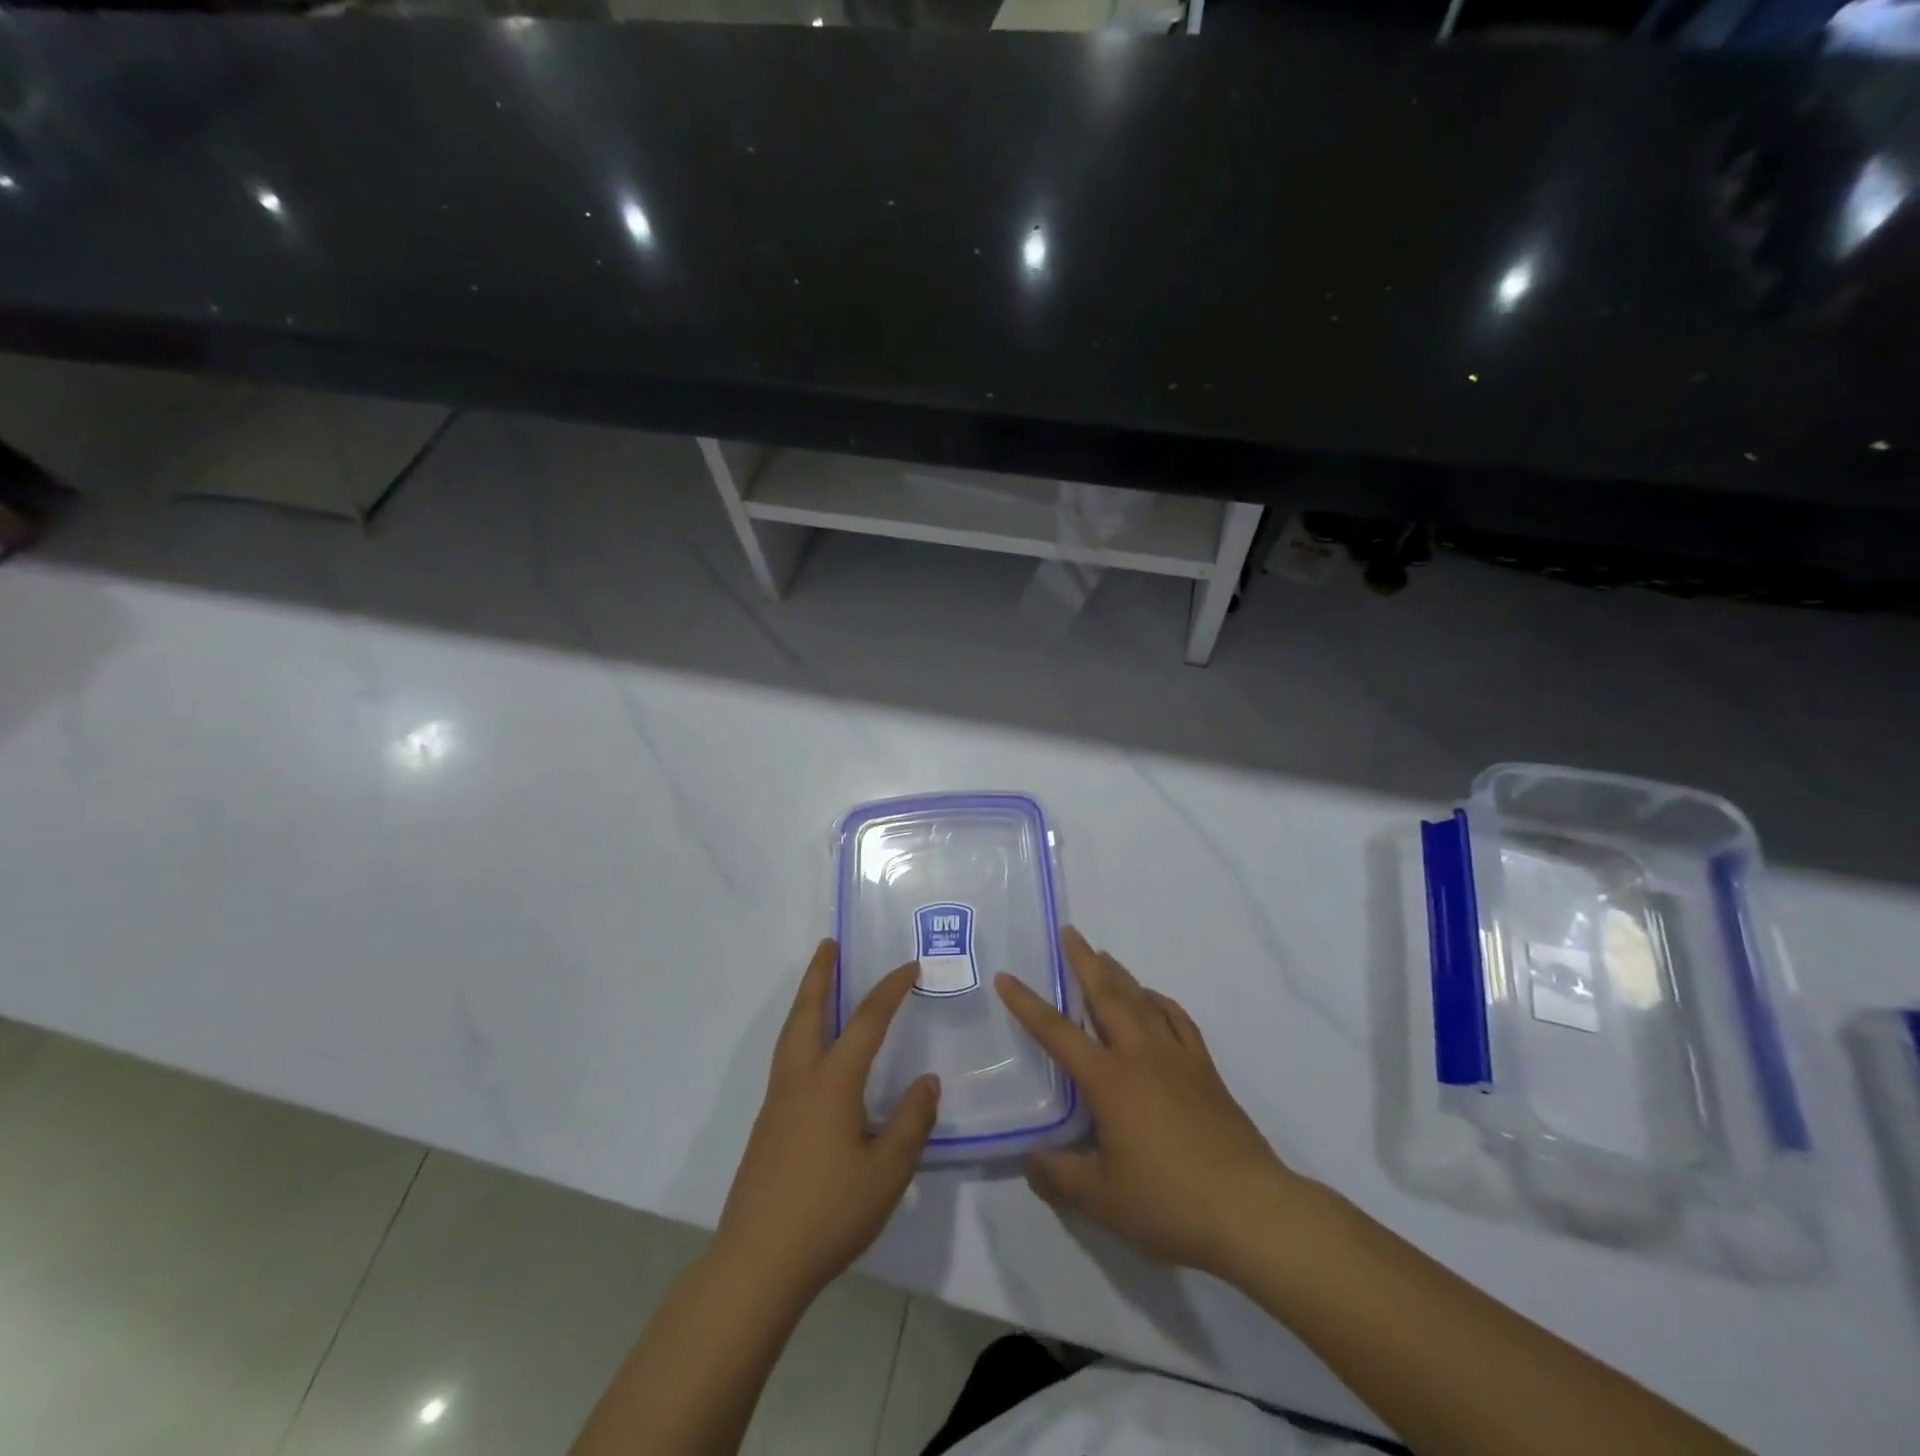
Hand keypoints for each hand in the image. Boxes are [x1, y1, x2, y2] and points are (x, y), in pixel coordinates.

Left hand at [715, 939, 939, 1303]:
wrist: (757, 1263)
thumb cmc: (829, 1212)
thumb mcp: (887, 1171)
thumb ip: (911, 1121)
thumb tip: (927, 1081)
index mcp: (832, 1081)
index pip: (866, 1020)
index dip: (890, 989)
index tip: (910, 967)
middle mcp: (800, 1079)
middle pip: (808, 1011)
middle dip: (820, 974)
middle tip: (829, 944)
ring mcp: (777, 1101)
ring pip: (791, 1033)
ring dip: (806, 1000)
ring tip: (818, 985)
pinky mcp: (767, 1125)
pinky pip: (786, 1058)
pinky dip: (800, 1032)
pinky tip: (812, 1055)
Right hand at [995, 928, 1307, 1282]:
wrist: (1249, 1208)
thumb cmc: (1168, 1201)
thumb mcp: (1102, 1199)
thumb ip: (1060, 1175)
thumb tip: (1030, 1158)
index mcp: (1108, 1080)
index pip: (1057, 1032)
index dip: (1028, 1004)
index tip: (1006, 976)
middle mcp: (1139, 1054)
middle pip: (1106, 995)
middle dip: (1084, 961)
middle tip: (1069, 932)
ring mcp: (1176, 1057)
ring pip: (1142, 1000)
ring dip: (1119, 974)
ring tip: (1103, 955)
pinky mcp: (1204, 1069)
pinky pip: (1178, 1020)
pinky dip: (1161, 1001)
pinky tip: (1153, 998)